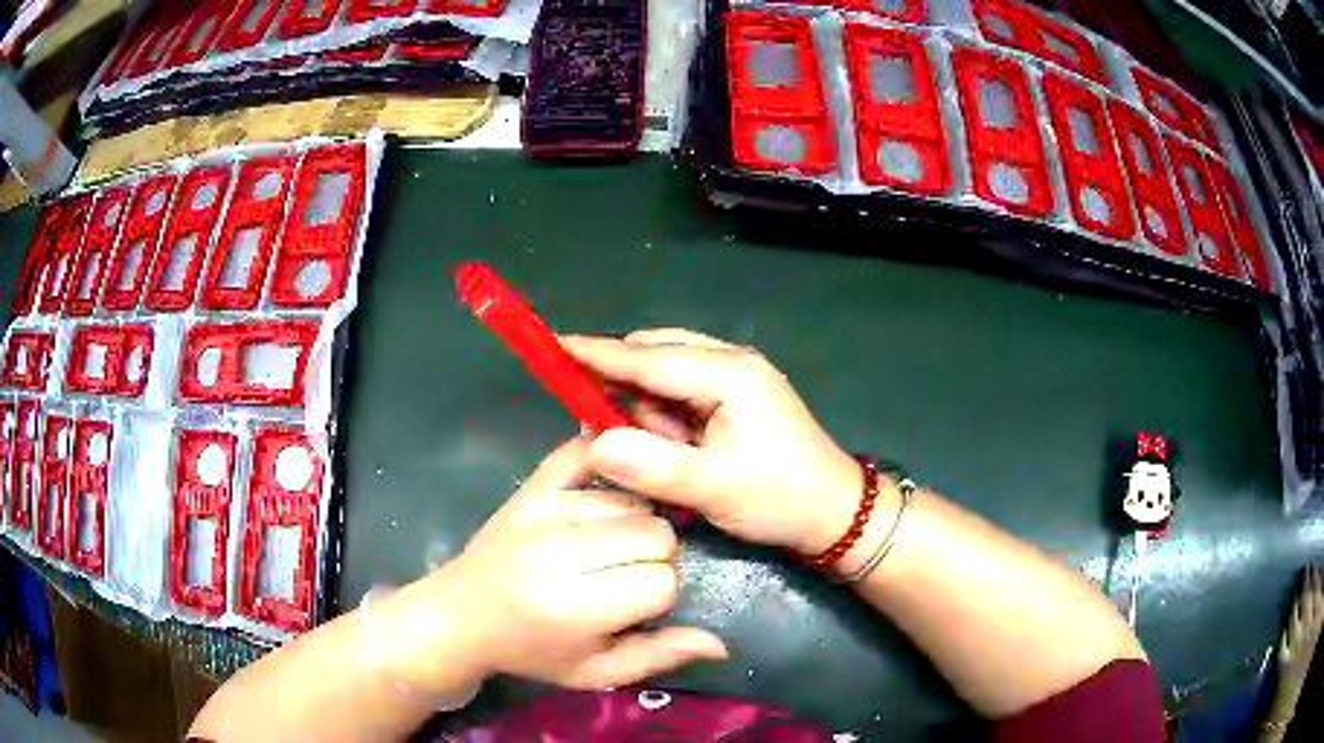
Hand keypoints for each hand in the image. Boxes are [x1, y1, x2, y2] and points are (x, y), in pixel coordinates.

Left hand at [381, 438, 726, 693]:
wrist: (460, 615)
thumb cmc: (531, 652)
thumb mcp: (594, 672)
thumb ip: (658, 657)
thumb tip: (721, 645)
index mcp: (574, 607)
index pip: (661, 582)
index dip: (661, 595)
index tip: (639, 606)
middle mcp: (559, 552)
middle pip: (655, 533)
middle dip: (657, 557)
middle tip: (628, 574)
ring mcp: (543, 511)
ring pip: (631, 500)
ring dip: (634, 522)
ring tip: (609, 545)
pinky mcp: (531, 487)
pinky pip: (584, 453)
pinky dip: (607, 460)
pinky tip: (613, 479)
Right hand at [561, 329, 862, 555]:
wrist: (835, 513)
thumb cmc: (781, 499)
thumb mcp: (716, 489)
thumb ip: (654, 467)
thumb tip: (594, 444)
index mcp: (729, 375)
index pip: (649, 357)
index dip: (598, 353)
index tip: (554, 346)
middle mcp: (731, 364)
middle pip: (656, 356)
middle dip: (621, 386)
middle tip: (596, 427)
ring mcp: (735, 380)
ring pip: (666, 375)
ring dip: (644, 407)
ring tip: (642, 451)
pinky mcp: (735, 400)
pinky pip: (682, 394)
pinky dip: (663, 417)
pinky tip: (663, 447)